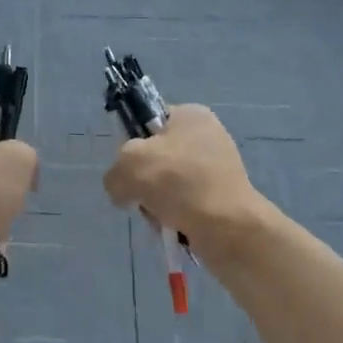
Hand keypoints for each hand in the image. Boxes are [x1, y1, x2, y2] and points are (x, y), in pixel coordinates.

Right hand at [102, 104, 265, 252]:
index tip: (129, 165)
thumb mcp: (128, 165)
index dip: (132, 143)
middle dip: (143, 181)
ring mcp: (218, 168)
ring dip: (156, 203)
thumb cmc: (178, 182)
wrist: (228, 227)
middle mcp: (208, 136)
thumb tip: (122, 190)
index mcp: (190, 115)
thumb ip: (114, 172)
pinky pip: (185, 205)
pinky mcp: (224, 198)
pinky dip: (174, 217)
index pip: (148, 121)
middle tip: (143, 196)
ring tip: (160, 216)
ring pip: (168, 185)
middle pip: (156, 157)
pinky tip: (174, 227)